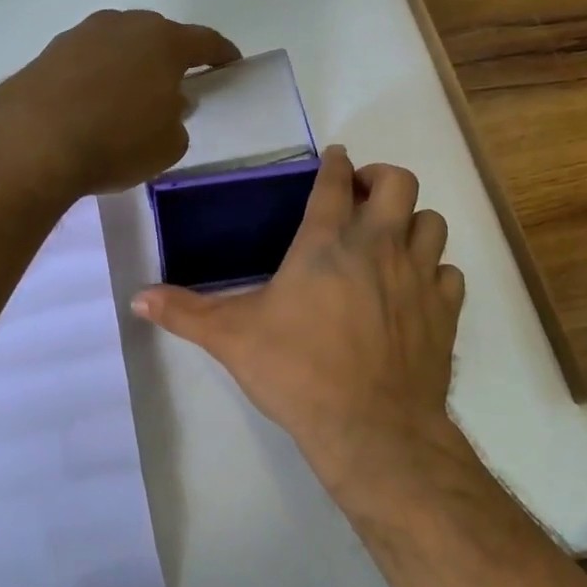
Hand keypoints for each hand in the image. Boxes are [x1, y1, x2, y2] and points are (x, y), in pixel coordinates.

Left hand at [0, 10, 240, 195]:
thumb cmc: (116, 142)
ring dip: (129, 65)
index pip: (204, 41)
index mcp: (164, 41)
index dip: (221, 53)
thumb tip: (167, 105)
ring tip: (129, 97)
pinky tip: (92, 105)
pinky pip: (87, 62)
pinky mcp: (48, 53)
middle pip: (158, 36)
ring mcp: (82, 35)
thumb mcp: (168, 145)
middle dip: (170, 57)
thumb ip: (177, 119)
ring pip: (119, 45)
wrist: (31, 142)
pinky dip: (96, 78)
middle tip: (175, 85)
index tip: (231, 63)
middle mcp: (124, 25)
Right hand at [131, 146, 465, 487]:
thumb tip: (137, 297)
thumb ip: (185, 312)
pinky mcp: (444, 310)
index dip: (334, 163)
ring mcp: (419, 276)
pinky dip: (435, 272)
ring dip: (412, 222)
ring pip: (432, 222)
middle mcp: (379, 245)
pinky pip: (449, 273)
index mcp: (326, 242)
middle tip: (362, 197)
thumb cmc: (298, 372)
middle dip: (381, 178)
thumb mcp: (231, 339)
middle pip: (399, 182)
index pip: (335, 181)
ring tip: (391, 240)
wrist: (372, 428)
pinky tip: (416, 290)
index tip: (334, 158)